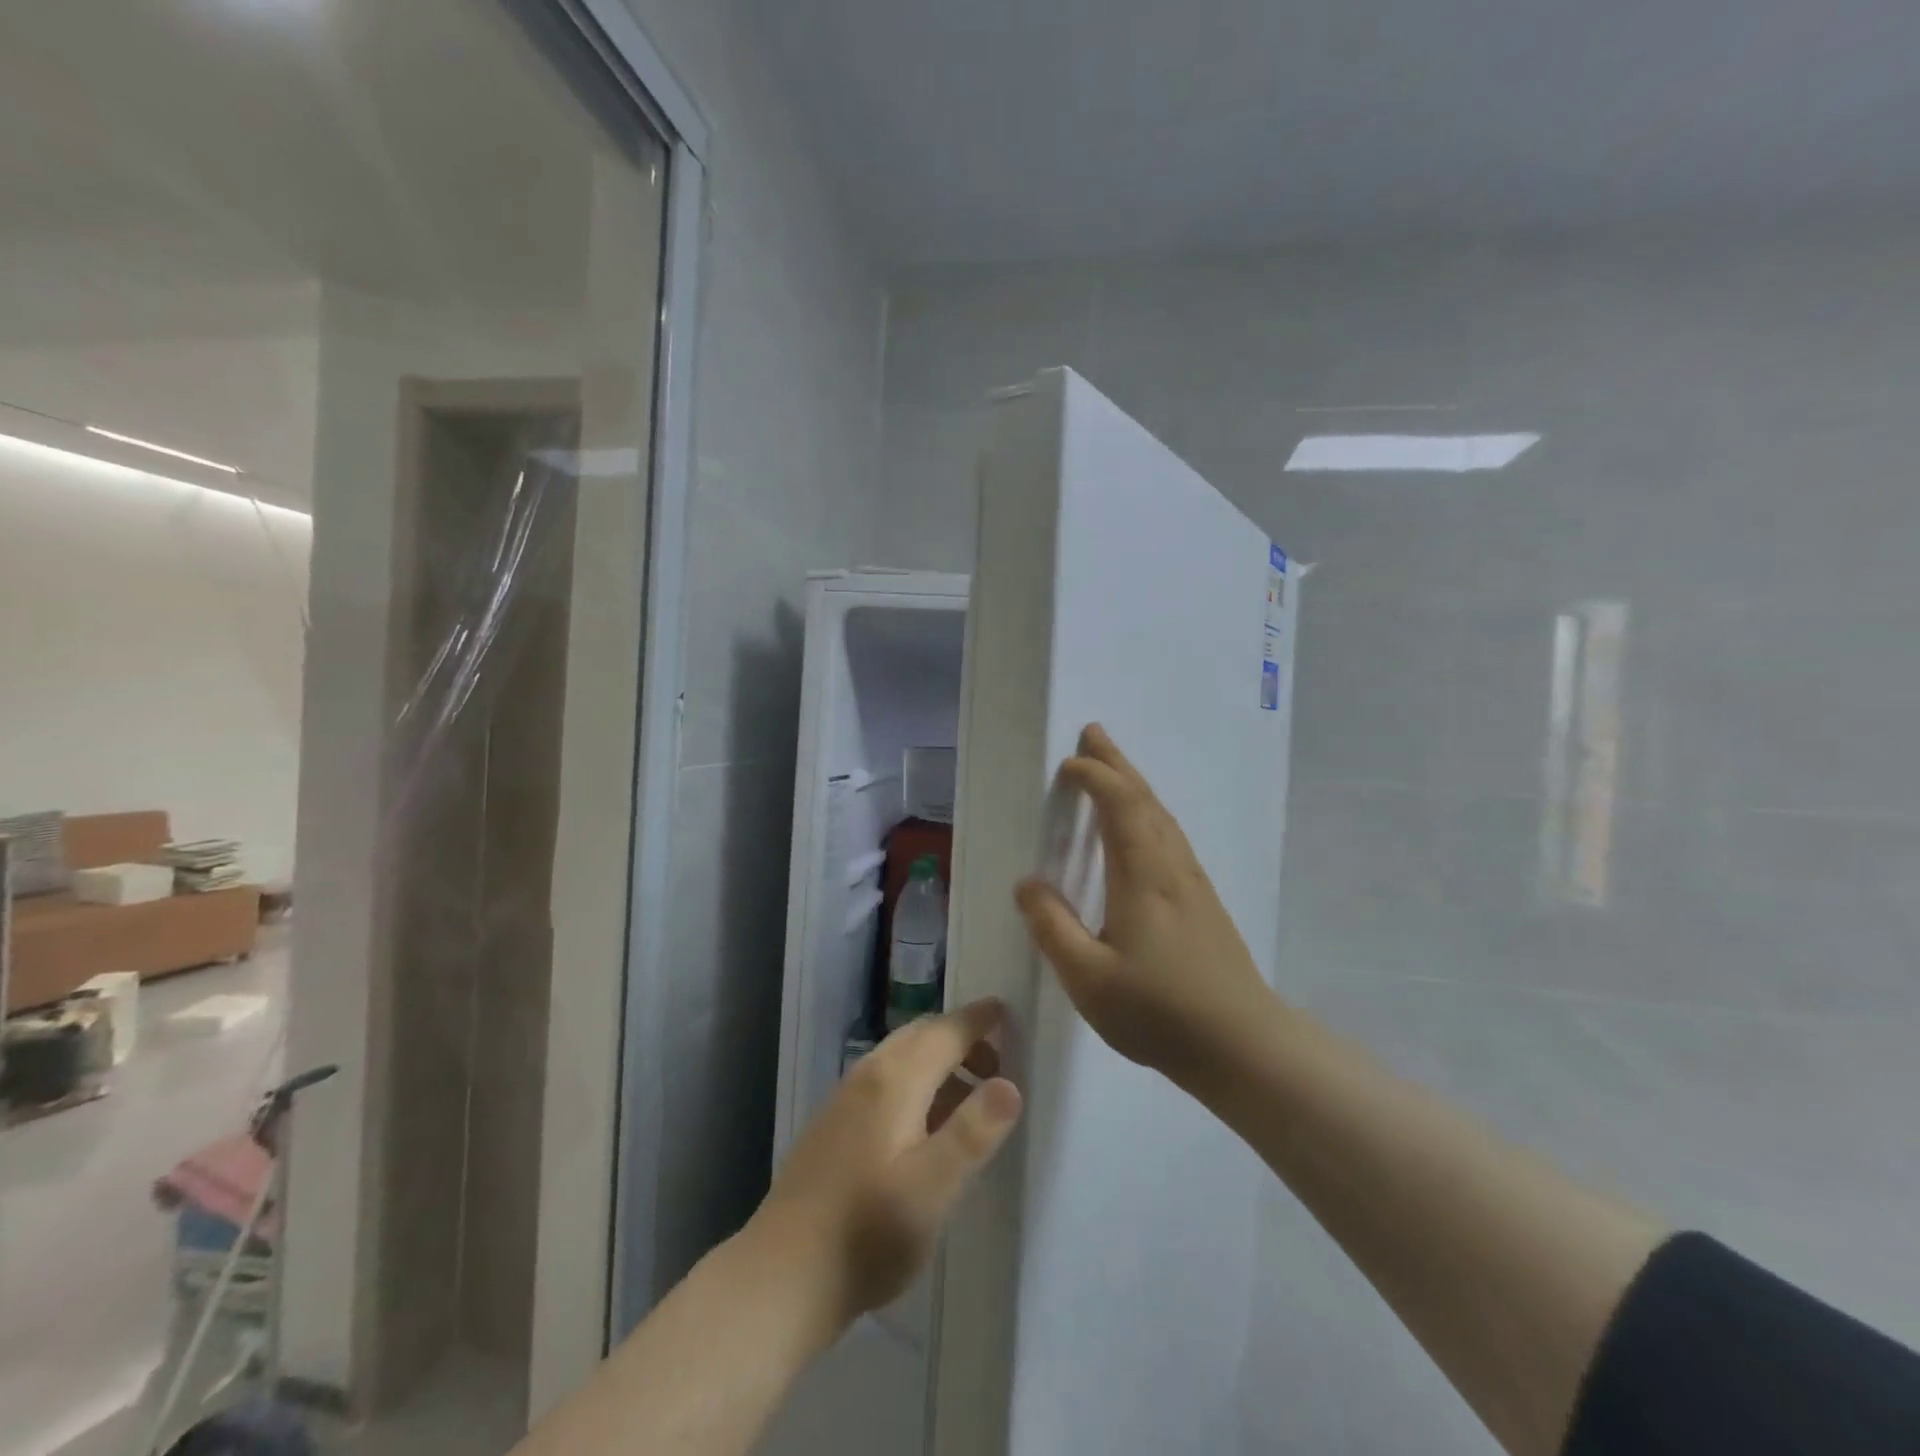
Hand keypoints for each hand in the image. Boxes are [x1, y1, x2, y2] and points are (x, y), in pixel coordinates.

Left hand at [750, 999, 1022, 1332]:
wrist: (783, 1276)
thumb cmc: (868, 1231)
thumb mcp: (933, 1187)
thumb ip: (973, 1132)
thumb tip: (1011, 1083)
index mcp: (895, 1079)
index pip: (945, 1031)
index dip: (978, 1020)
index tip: (1006, 1010)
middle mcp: (868, 1075)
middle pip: (921, 1035)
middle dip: (961, 1039)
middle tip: (999, 1063)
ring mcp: (846, 1098)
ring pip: (901, 1057)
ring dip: (938, 1061)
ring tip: (970, 1097)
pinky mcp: (834, 1124)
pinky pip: (885, 1080)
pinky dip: (916, 1082)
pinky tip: (925, 1125)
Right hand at [1016, 723, 1280, 1089]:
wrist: (1243, 1045)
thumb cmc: (1159, 1010)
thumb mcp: (1088, 977)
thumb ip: (1052, 927)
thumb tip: (1028, 883)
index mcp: (1143, 874)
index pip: (1119, 805)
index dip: (1094, 777)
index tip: (1067, 766)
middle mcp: (1171, 865)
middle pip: (1144, 798)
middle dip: (1116, 763)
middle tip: (1093, 733)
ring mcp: (1193, 882)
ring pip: (1162, 815)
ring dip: (1134, 784)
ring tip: (1113, 769)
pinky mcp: (1203, 901)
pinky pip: (1170, 835)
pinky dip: (1149, 812)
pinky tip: (1144, 828)